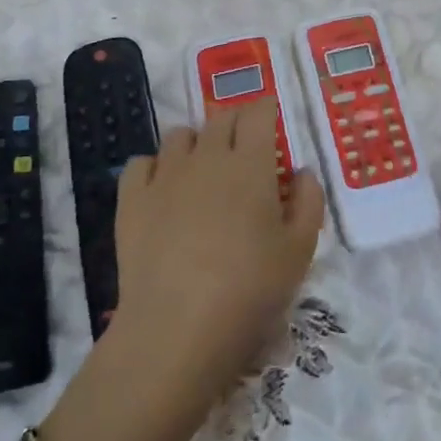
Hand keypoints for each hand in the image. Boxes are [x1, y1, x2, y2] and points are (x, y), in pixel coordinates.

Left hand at [112, 100, 325, 412]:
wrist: (176, 330)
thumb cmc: (250, 290)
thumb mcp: (299, 251)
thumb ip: (309, 202)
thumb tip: (301, 171)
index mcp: (251, 164)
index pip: (257, 112)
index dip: (266, 110)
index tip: (271, 122)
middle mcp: (207, 157)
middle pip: (220, 118)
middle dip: (235, 124)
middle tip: (244, 151)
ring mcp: (164, 176)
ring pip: (180, 135)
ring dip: (196, 143)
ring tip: (203, 172)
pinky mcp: (131, 200)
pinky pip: (141, 163)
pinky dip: (155, 167)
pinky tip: (163, 191)